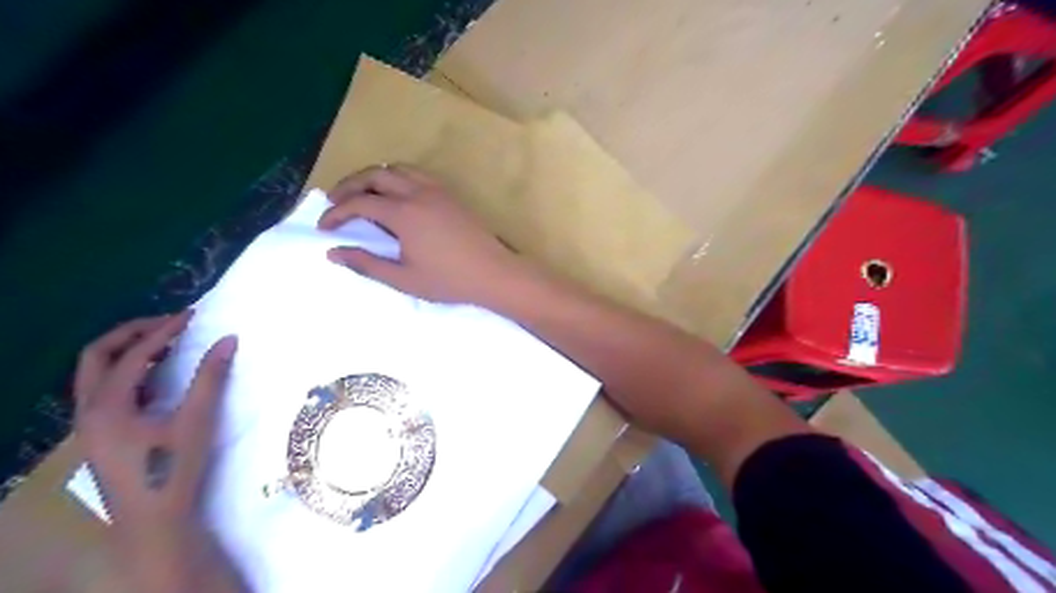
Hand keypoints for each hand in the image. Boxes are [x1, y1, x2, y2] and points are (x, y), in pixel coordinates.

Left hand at [75, 314, 242, 590]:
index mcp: (108, 406)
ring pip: (97, 373)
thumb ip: (211, 377)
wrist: (153, 519)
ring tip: (167, 343)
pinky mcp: (101, 433)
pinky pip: (107, 389)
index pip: (133, 354)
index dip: (163, 331)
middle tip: (170, 323)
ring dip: (129, 351)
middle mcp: (89, 410)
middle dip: (133, 333)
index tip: (192, 316)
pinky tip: (159, 376)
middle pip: (97, 356)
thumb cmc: (173, 468)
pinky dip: (130, 372)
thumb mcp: (197, 420)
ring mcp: (90, 423)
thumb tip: (228, 339)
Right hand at [314, 163, 527, 305]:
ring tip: (362, 194)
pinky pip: (417, 174)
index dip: (337, 213)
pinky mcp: (450, 194)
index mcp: (404, 214)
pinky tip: (397, 195)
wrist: (494, 273)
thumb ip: (367, 264)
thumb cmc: (449, 280)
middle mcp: (418, 193)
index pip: (359, 203)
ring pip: (397, 169)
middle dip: (349, 185)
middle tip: (335, 202)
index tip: (325, 227)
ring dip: (374, 177)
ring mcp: (437, 190)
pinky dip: (397, 177)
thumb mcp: (404, 279)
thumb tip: (333, 253)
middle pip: (374, 175)